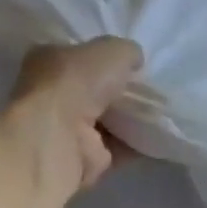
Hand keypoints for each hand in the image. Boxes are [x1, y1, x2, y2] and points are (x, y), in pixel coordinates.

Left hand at [1, 37, 143, 192]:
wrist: (61, 135)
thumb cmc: (77, 81)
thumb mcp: (112, 49)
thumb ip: (126, 52)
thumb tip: (134, 61)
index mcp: (47, 61)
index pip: (77, 55)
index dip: (103, 58)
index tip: (130, 62)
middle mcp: (51, 95)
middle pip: (92, 90)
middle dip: (119, 91)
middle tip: (149, 87)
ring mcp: (64, 129)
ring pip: (105, 120)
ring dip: (130, 118)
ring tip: (159, 109)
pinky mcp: (82, 158)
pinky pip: (116, 147)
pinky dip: (136, 143)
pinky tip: (158, 134)